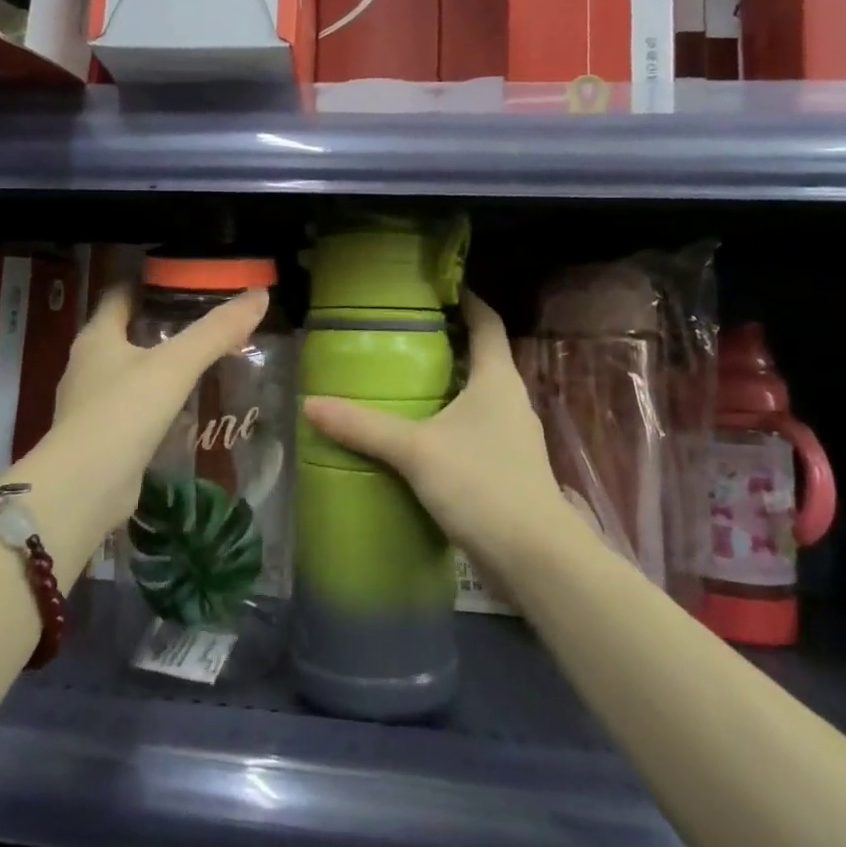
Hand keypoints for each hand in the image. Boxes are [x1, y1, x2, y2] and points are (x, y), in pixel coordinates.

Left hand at [34, 284, 270, 549]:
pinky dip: (154, 403)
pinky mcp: (99, 438)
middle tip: (203, 322)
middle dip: (159, 325)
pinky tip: (182, 409)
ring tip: (199, 363)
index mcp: (97, 337)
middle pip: (124, 332)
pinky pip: (131, 409)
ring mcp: (89, 404)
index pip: (119, 294)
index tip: (184, 282)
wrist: (83, 488)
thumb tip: (260, 295)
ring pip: (127, 372)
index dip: (148, 283)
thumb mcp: (176, 365)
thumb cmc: (124, 412)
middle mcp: (87, 365)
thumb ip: (216, 331)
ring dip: (158, 366)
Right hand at [302, 291, 576, 586]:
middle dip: (447, 344)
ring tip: (404, 384)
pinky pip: (476, 430)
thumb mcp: (416, 451)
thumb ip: (363, 427)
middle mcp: (511, 400)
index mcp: (497, 379)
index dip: (467, 300)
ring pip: (478, 397)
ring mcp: (513, 437)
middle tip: (401, 337)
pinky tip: (420, 438)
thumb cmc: (481, 485)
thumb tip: (311, 404)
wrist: (535, 558)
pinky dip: (450, 422)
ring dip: (448, 386)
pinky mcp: (508, 469)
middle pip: (481, 357)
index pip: (487, 322)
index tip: (438, 288)